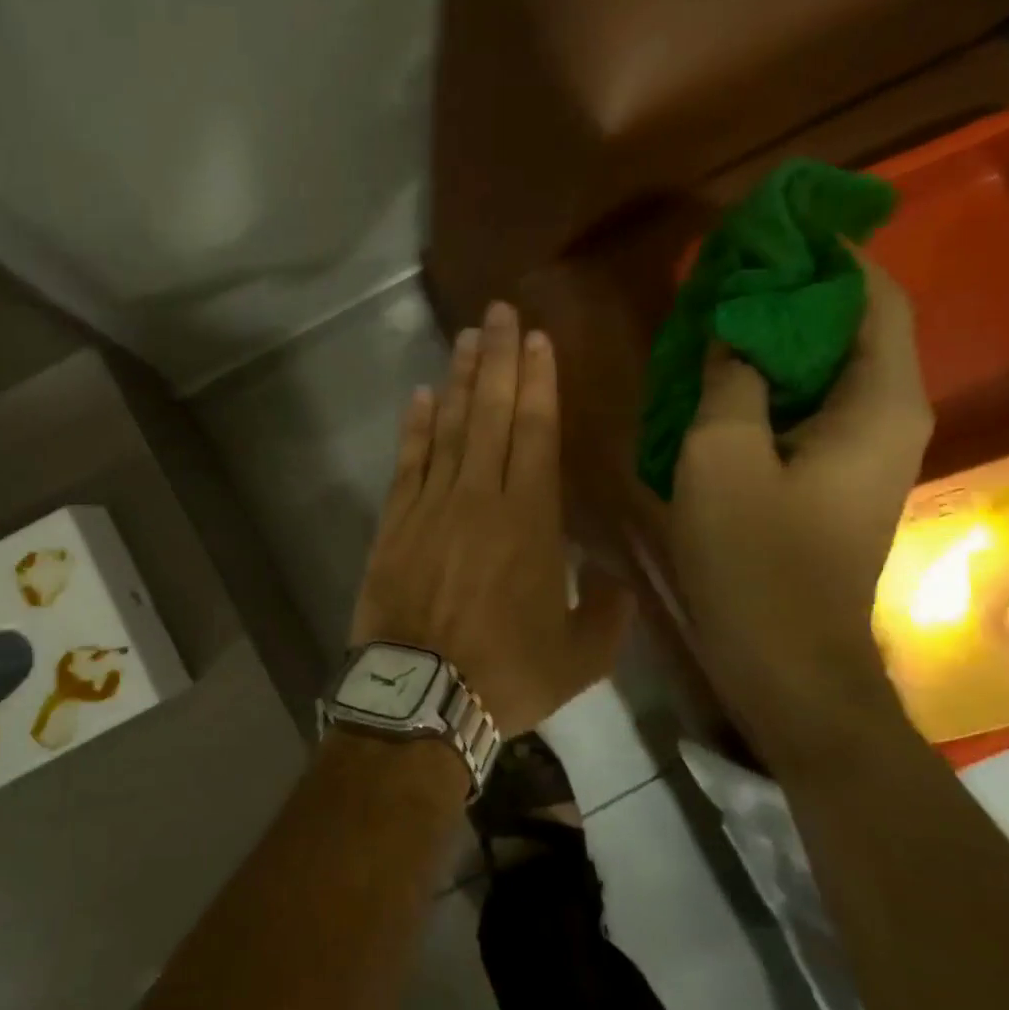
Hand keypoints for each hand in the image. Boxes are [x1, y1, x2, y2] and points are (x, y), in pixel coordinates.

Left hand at [351, 302, 633, 736]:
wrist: (421, 698)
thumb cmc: (505, 675)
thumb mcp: (581, 656)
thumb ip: (607, 611)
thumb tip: (614, 579)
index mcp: (530, 520)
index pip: (535, 431)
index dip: (536, 381)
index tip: (535, 339)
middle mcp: (479, 497)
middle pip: (490, 413)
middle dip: (497, 358)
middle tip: (498, 312)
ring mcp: (431, 505)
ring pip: (448, 427)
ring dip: (457, 380)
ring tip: (465, 338)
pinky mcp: (394, 522)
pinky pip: (407, 462)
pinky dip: (414, 427)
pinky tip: (420, 397)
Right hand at [666, 255, 931, 766]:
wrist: (784, 659)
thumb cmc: (755, 556)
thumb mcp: (722, 455)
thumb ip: (731, 379)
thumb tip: (734, 329)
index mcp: (877, 404)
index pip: (873, 297)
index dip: (827, 257)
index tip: (769, 232)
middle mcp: (884, 419)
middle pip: (849, 329)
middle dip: (790, 295)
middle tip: (722, 276)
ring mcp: (858, 454)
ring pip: (822, 371)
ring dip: (771, 340)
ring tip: (709, 320)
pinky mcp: (828, 481)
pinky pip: (802, 409)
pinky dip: (765, 384)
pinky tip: (713, 384)